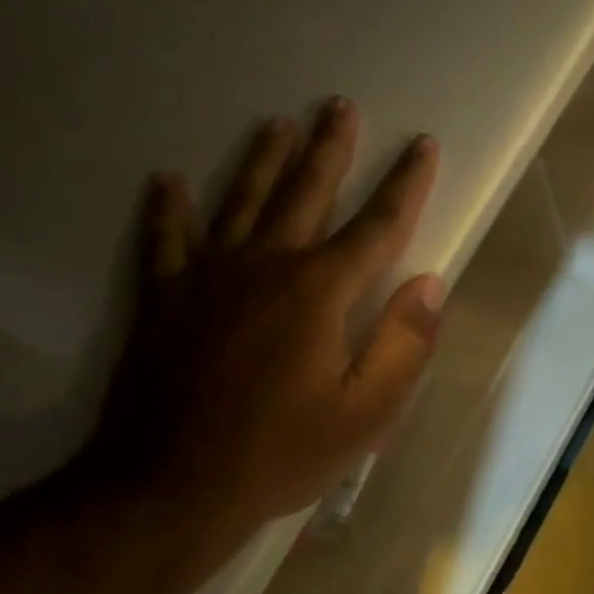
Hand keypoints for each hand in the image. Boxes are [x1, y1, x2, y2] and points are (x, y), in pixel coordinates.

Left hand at [87, 98, 443, 546]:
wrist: (170, 488)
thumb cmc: (281, 452)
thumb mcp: (366, 414)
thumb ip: (403, 344)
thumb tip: (430, 285)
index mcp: (321, 291)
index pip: (378, 224)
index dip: (406, 183)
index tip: (423, 145)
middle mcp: (267, 266)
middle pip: (305, 192)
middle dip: (329, 148)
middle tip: (339, 105)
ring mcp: (208, 277)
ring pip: (240, 201)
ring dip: (261, 160)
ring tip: (276, 124)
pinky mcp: (163, 300)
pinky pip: (165, 241)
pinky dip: (166, 210)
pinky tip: (166, 181)